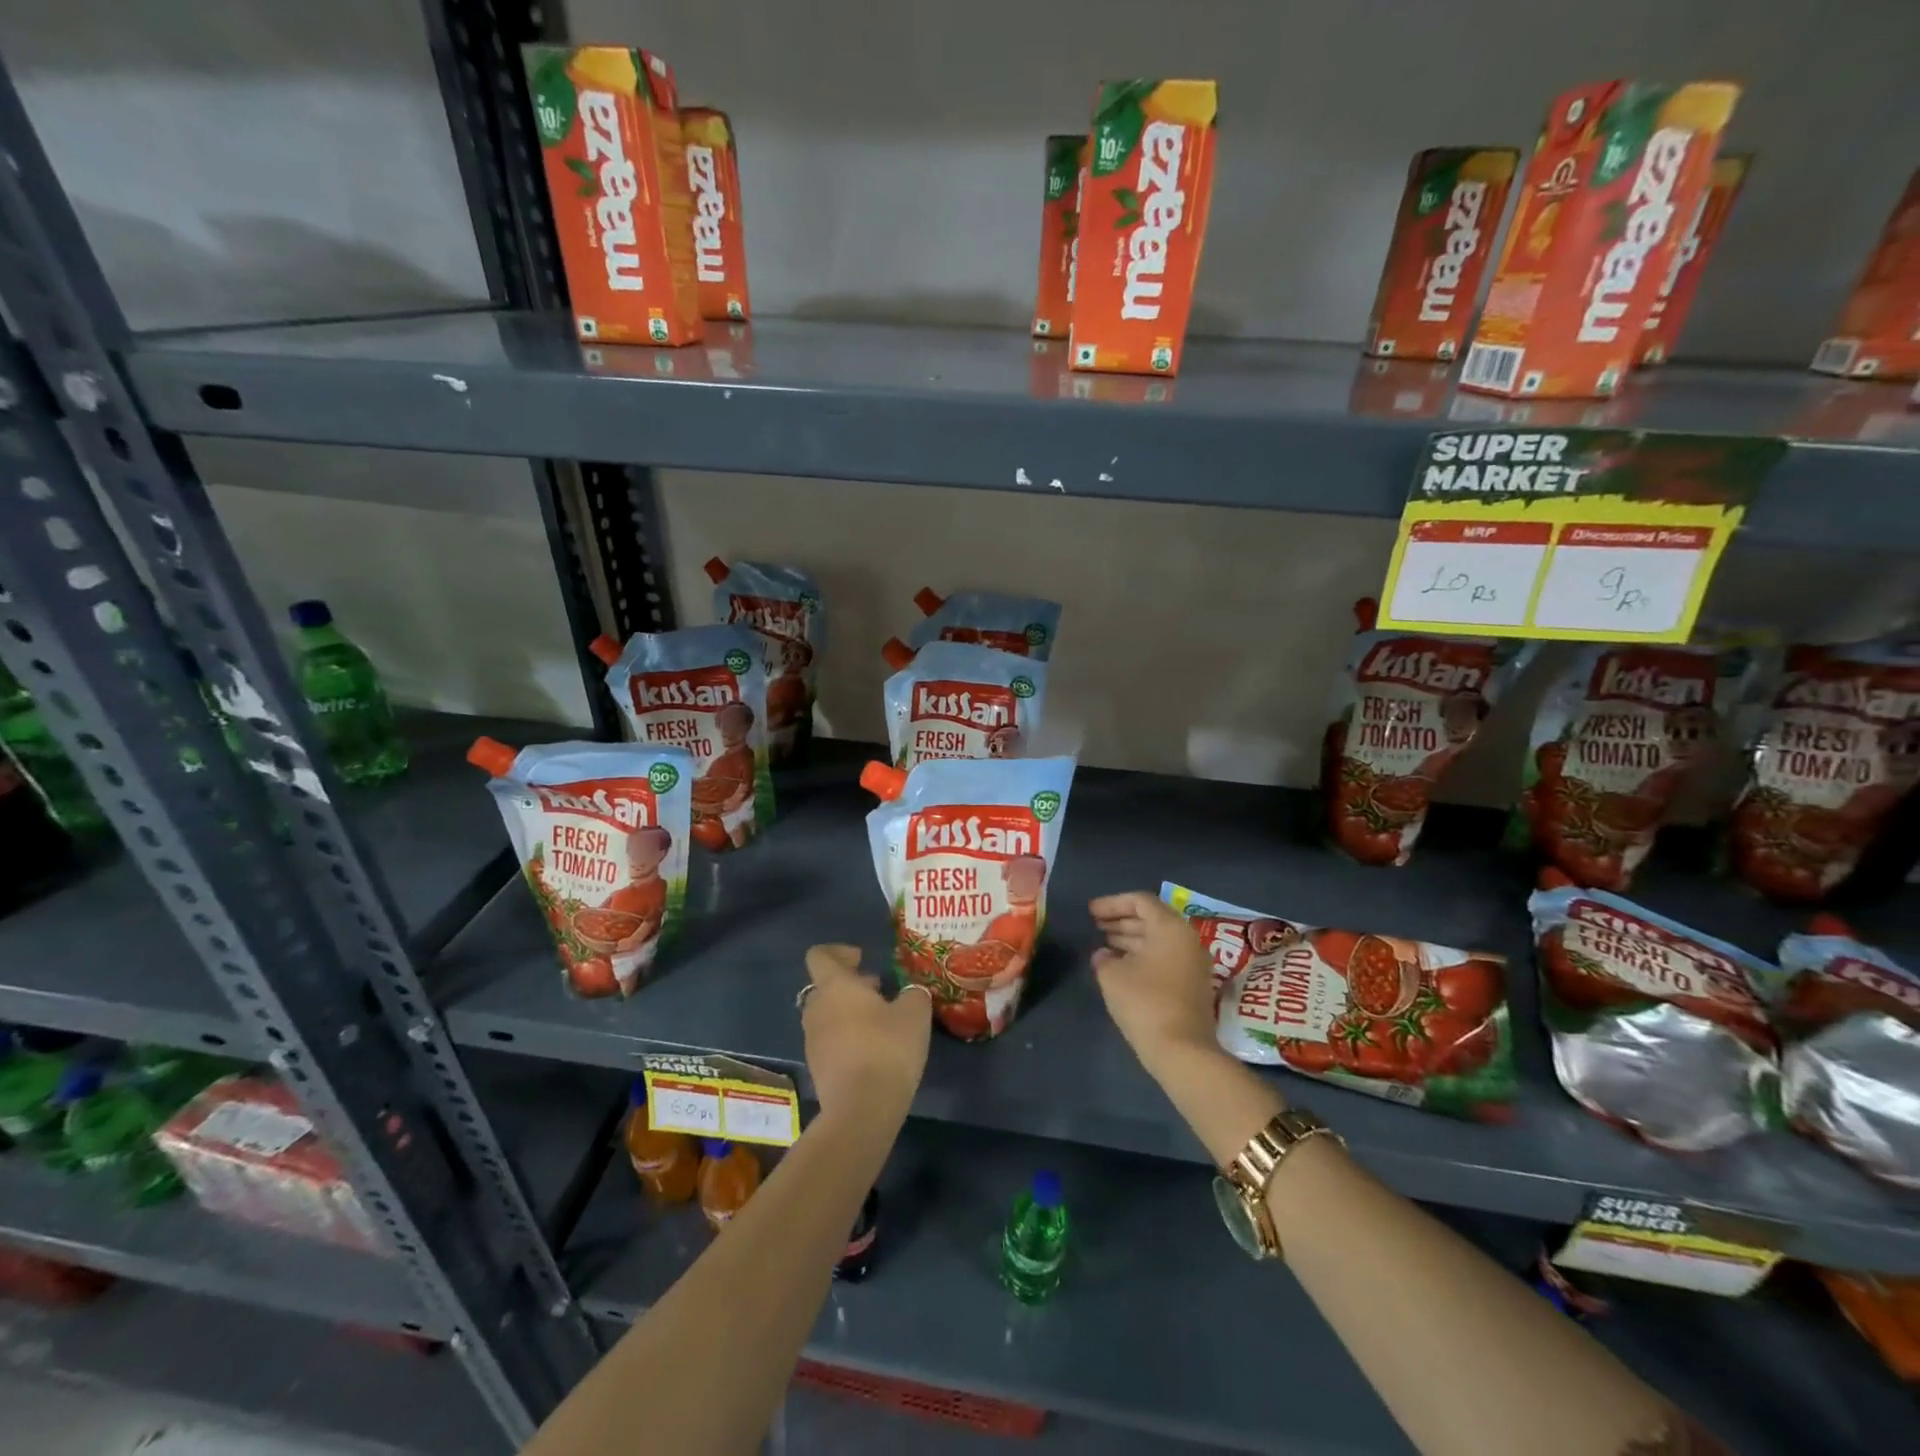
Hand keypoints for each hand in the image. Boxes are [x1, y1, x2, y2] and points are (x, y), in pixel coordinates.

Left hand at [801, 944, 930, 1116]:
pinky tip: (873, 1050)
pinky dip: (847, 1037)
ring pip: (827, 1014)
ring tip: (881, 1021)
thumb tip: (910, 992)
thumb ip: (912, 994)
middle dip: (849, 984)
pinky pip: (829, 1040)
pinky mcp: (817, 1068)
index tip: (862, 958)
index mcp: (834, 986)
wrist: (861, 1109)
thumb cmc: (887, 1048)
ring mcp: (812, 1040)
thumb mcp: (914, 1013)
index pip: (819, 955)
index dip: (839, 951)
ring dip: (848, 1011)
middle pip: (824, 986)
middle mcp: (816, 1008)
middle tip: (878, 990)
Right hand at [1089, 892, 1220, 1075]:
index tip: (1090, 912)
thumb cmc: (1145, 1003)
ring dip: (1129, 939)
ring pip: (1157, 940)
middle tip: (1095, 925)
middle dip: (1120, 920)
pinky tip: (1120, 966)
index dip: (1112, 903)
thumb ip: (1103, 958)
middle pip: (1151, 919)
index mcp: (1170, 928)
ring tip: (1103, 944)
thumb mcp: (1112, 976)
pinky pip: (1164, 958)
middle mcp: (1187, 940)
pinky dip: (1141, 956)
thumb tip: (1104, 955)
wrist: (1182, 1051)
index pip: (1140, 901)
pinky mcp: (1192, 986)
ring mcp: (1193, 964)